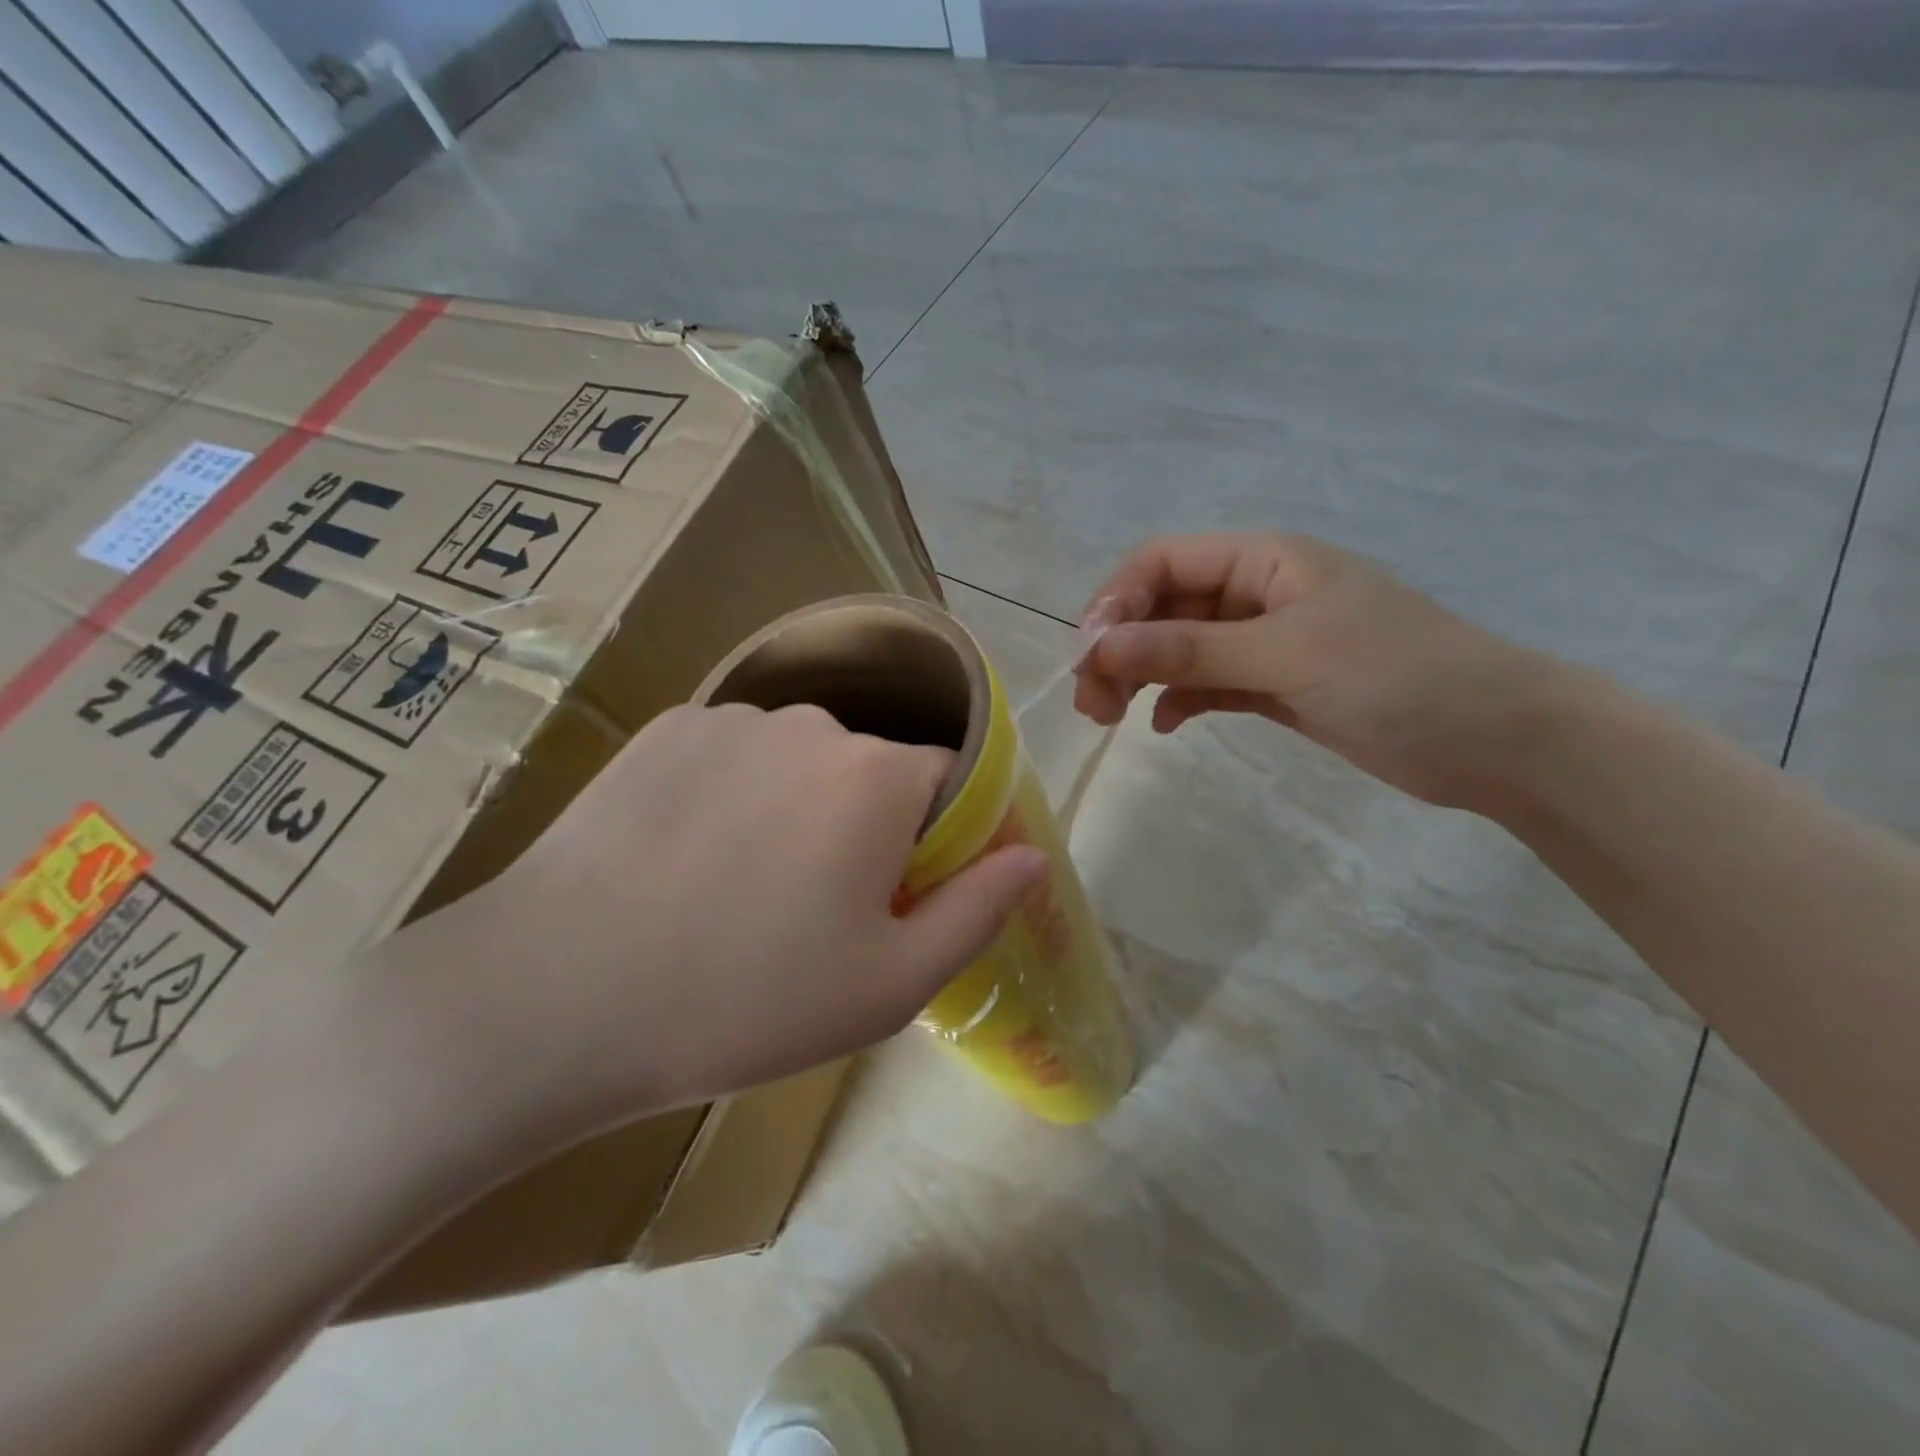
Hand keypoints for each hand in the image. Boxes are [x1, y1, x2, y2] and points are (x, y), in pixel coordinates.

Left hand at [395, 703, 1047, 1145]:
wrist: (555, 998)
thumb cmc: (747, 999)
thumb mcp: (889, 985)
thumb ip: (978, 910)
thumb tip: (1033, 856)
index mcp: (878, 777)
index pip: (947, 782)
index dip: (936, 840)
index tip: (899, 896)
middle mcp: (814, 724)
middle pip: (871, 771)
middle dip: (864, 827)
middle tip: (813, 911)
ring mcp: (732, 718)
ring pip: (799, 761)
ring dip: (795, 808)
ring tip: (741, 888)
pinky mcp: (665, 728)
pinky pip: (732, 754)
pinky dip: (732, 793)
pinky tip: (686, 856)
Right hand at [1074, 532, 1556, 807]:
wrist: (1498, 741)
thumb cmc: (1400, 676)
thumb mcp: (1289, 654)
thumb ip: (1191, 651)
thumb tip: (1100, 647)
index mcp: (1265, 560)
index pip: (1162, 562)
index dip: (1116, 602)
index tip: (1089, 655)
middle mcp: (1257, 593)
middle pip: (1162, 608)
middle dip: (1121, 648)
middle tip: (1092, 704)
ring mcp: (1265, 641)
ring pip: (1179, 649)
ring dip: (1140, 677)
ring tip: (1111, 718)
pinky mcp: (1275, 685)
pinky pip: (1207, 684)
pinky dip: (1180, 700)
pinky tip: (1166, 725)